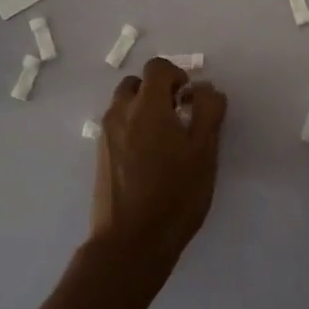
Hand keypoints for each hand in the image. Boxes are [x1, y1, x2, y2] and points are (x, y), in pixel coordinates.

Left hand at [89, 58, 227, 281]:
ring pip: (124, 105)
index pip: (157, 67)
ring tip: (165, 139)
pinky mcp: (100, 156)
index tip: (190, 99)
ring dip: (144, 109)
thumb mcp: (204, 152)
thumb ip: (208, 112)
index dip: (177, 75)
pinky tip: (150, 159)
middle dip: (158, 91)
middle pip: (136, 83)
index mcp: (147, 106)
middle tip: (179, 116)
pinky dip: (133, 128)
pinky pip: (117, 127)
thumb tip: (206, 88)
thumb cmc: (175, 194)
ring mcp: (106, 135)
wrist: (131, 241)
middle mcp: (120, 113)